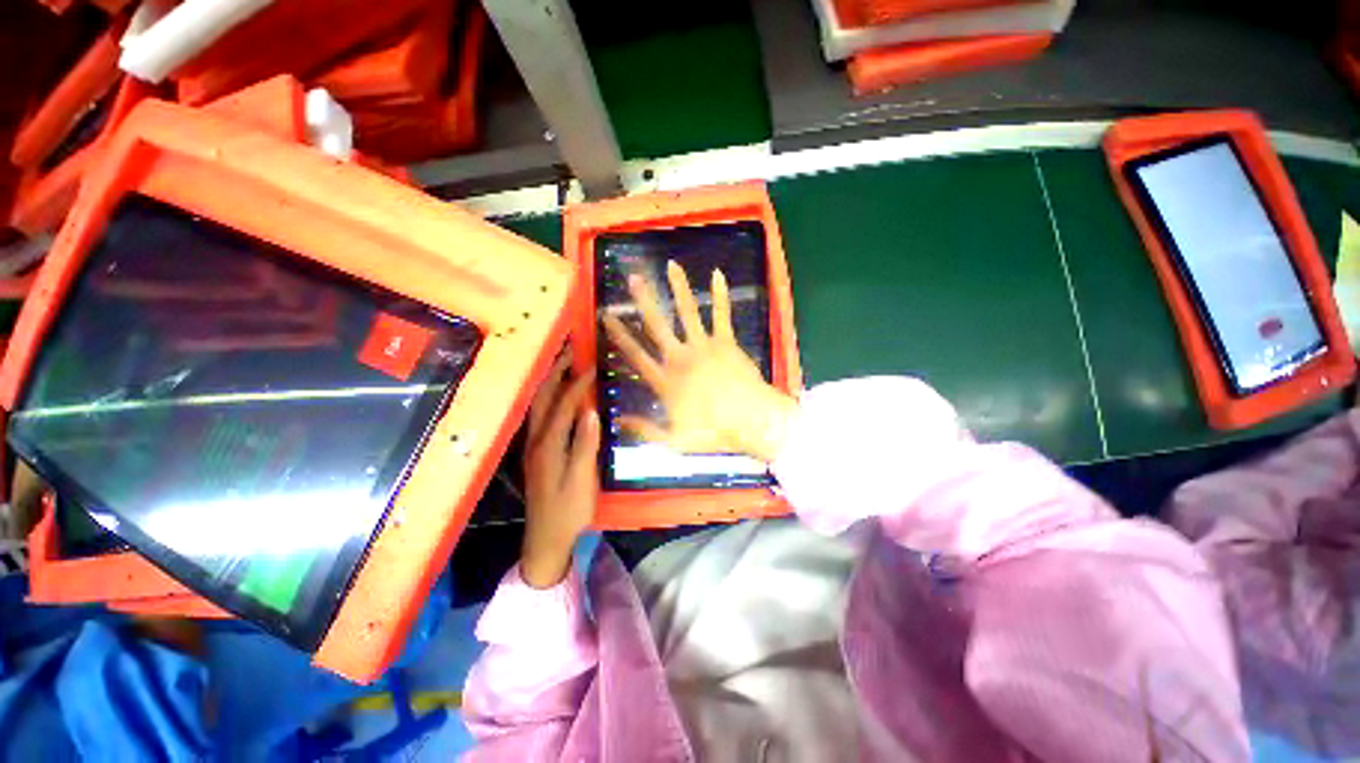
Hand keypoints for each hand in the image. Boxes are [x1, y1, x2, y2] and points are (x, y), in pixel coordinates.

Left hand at [521, 353, 599, 588]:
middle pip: (542, 398)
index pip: (562, 406)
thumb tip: (591, 412)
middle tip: (570, 352)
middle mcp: (536, 441)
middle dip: (555, 373)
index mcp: (548, 446)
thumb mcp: (582, 481)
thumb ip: (585, 445)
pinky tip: (561, 397)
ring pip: (538, 405)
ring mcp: (534, 446)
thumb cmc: (569, 511)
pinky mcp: (538, 453)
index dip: (576, 385)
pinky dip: (550, 398)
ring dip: (550, 382)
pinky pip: (541, 415)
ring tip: (566, 365)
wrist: (547, 540)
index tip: (591, 366)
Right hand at [602, 260, 796, 462]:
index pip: (636, 355)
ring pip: (688, 312)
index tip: (607, 316)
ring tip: (671, 265)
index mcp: (667, 381)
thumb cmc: (714, 433)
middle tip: (634, 278)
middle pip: (658, 325)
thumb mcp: (674, 441)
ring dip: (679, 288)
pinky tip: (718, 274)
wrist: (752, 421)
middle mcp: (681, 358)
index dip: (620, 335)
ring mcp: (704, 346)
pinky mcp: (727, 342)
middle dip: (645, 300)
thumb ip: (645, 429)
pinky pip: (722, 314)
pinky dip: (720, 294)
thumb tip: (618, 420)